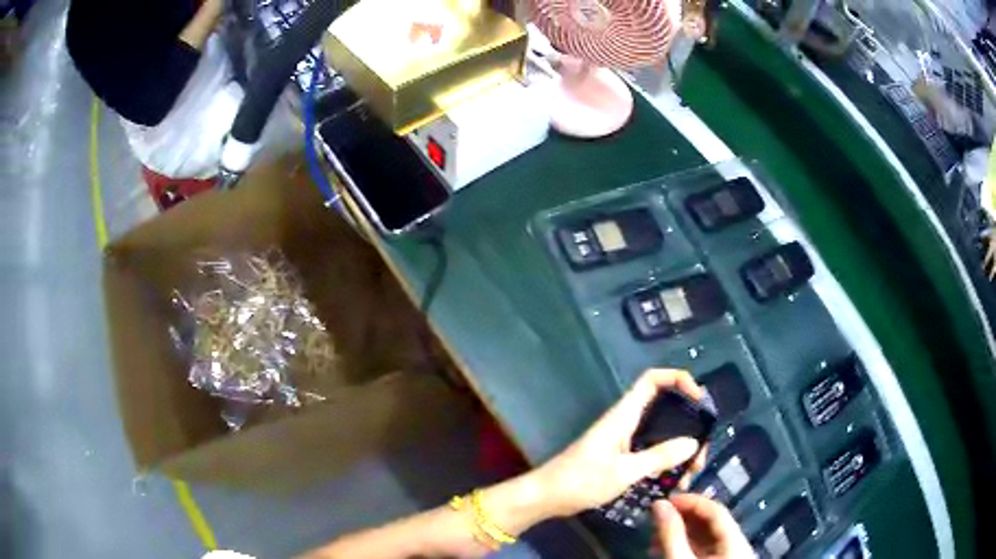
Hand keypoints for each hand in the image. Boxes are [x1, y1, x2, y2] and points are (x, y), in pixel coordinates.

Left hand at [535, 369, 705, 516]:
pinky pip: (650, 453)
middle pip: (664, 410)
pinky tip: (674, 483)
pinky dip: (665, 464)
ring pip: (660, 435)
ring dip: (678, 450)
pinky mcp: (620, 458)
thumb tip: (693, 443)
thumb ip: (659, 456)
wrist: (547, 497)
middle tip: (700, 452)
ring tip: (691, 473)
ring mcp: (623, 441)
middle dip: (687, 425)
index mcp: (624, 415)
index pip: (652, 380)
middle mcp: (626, 422)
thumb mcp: (624, 470)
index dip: (678, 379)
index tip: (699, 399)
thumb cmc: (581, 480)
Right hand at [653, 494, 753, 557]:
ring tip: (657, 533)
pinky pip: (702, 548)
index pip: (716, 510)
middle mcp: (737, 544)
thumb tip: (658, 504)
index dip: (691, 500)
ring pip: (705, 536)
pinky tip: (665, 545)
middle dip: (682, 517)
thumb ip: (671, 534)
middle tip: (658, 515)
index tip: (665, 499)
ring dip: (680, 531)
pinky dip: (684, 544)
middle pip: (711, 522)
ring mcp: (728, 555)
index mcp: (736, 540)